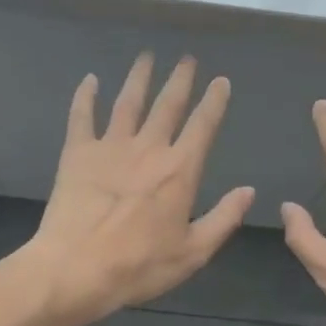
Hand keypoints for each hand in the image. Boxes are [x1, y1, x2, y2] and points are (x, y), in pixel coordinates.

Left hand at [19, 53, 254, 325]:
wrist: (75, 269)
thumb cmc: (139, 265)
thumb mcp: (193, 252)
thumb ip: (224, 218)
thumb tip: (249, 191)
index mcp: (179, 170)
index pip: (203, 125)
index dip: (214, 101)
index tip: (221, 81)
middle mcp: (148, 148)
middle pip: (167, 104)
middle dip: (180, 79)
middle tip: (187, 58)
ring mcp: (110, 146)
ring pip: (128, 101)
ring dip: (139, 77)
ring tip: (146, 56)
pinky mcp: (77, 153)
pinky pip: (82, 116)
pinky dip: (86, 96)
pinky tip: (90, 80)